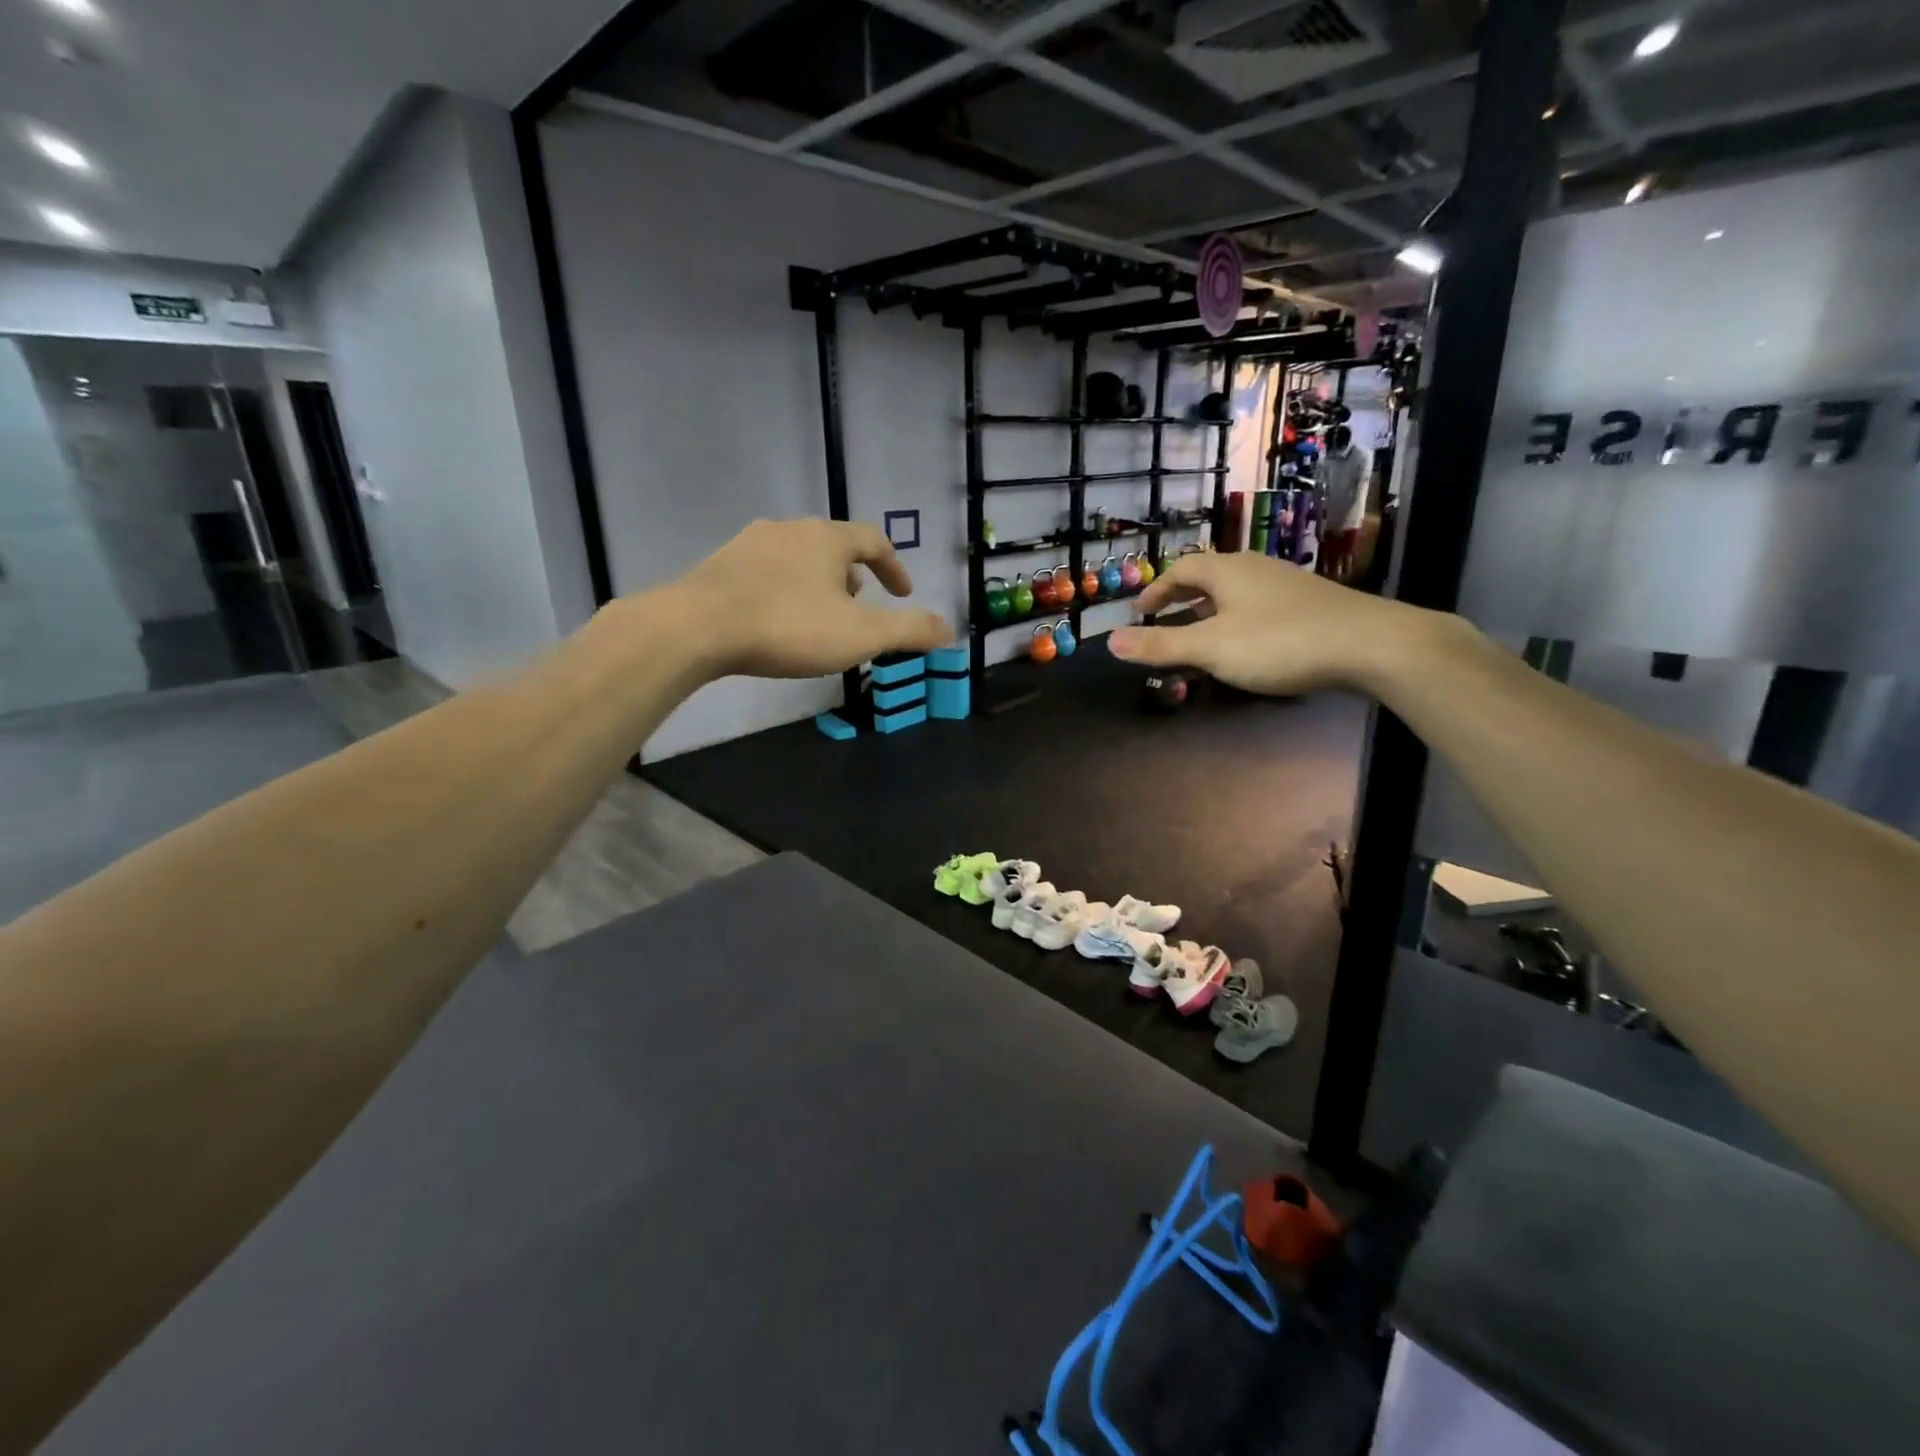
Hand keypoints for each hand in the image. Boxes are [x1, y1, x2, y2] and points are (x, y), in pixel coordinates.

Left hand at [667, 519, 950, 678]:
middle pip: (832, 545)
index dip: (893, 567)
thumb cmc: (789, 627)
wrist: (697, 628)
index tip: (902, 593)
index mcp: (827, 539)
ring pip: (797, 557)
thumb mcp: (861, 635)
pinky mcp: (719, 565)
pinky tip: (775, 619)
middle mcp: (789, 530)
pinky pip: (765, 571)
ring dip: (817, 582)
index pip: (873, 541)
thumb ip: (909, 631)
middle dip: (853, 575)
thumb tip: (949, 628)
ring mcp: (749, 544)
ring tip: (819, 615)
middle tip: (859, 606)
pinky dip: (784, 589)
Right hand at [1107, 551, 1429, 696]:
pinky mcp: (1310, 603)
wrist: (1370, 643)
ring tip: (1200, 635)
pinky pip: (1259, 605)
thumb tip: (1109, 640)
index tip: (1140, 612)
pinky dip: (1237, 619)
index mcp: (1226, 571)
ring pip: (1235, 591)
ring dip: (1210, 610)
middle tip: (1164, 622)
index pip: (1180, 570)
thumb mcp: (1211, 649)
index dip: (1156, 590)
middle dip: (1181, 599)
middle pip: (1208, 577)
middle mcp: (1254, 568)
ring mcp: (1285, 583)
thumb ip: (1160, 646)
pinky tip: (1247, 644)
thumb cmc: (1279, 642)